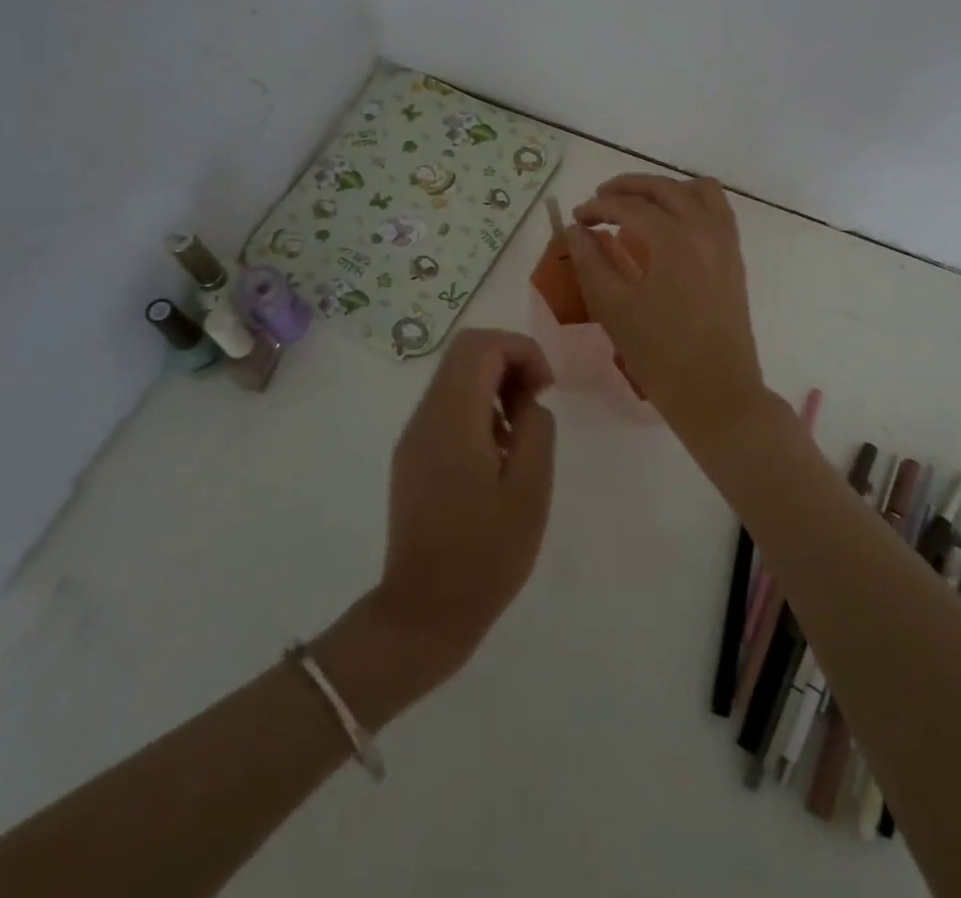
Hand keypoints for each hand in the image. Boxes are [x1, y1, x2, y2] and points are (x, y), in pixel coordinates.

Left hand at [371, 329, 556, 684]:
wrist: (423, 614)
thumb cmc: (484, 555)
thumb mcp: (530, 490)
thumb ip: (535, 429)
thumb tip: (527, 403)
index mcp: (452, 418)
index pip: (482, 345)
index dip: (523, 350)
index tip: (547, 389)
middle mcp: (425, 417)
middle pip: (466, 354)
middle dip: (510, 363)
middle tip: (537, 403)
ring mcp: (414, 437)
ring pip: (456, 378)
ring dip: (495, 387)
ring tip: (521, 436)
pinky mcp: (412, 458)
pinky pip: (448, 409)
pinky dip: (479, 410)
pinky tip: (497, 456)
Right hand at [565, 173, 767, 433]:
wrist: (716, 391)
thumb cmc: (659, 354)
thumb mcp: (613, 307)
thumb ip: (590, 261)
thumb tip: (576, 229)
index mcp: (673, 238)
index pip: (629, 206)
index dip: (597, 207)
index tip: (576, 218)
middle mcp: (704, 228)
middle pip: (663, 187)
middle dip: (627, 187)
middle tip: (599, 200)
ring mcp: (725, 241)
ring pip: (697, 190)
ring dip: (664, 189)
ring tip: (638, 205)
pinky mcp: (735, 257)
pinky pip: (717, 210)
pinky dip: (692, 203)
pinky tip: (671, 224)